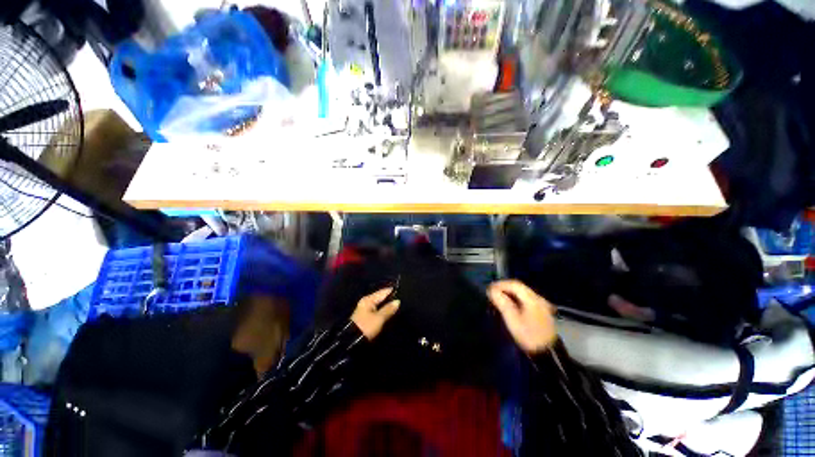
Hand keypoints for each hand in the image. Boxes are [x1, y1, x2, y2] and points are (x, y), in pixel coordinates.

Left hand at [351, 287, 399, 339]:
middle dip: (390, 298)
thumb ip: (388, 309)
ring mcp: (365, 310)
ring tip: (398, 306)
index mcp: (368, 299)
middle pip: (380, 297)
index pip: (383, 292)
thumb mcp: (379, 318)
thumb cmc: (366, 326)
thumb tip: (397, 301)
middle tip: (402, 298)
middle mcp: (366, 302)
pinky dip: (383, 311)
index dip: (392, 291)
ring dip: (387, 306)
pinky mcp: (365, 317)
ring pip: (379, 304)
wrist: (352, 342)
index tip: (402, 289)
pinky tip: (390, 312)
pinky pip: (377, 310)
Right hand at [488, 280, 556, 354]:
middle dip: (504, 287)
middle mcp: (538, 298)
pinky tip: (510, 303)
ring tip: (498, 297)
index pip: (514, 284)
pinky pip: (526, 299)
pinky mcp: (542, 311)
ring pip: (523, 292)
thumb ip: (502, 302)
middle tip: (492, 292)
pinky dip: (516, 298)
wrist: (547, 354)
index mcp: (532, 298)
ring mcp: (542, 304)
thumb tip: (491, 290)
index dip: (500, 284)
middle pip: (519, 287)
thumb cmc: (528, 335)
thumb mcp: (512, 319)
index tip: (489, 289)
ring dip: (510, 292)